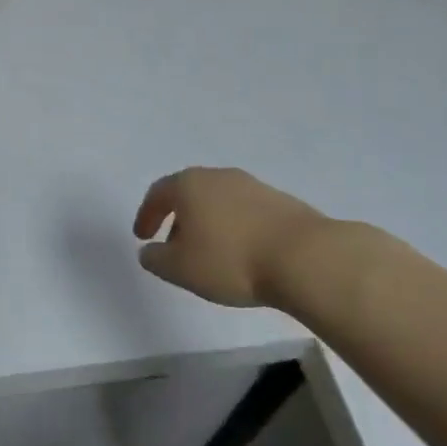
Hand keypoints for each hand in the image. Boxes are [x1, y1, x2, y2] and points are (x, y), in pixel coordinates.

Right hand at [132, 167, 341, 308]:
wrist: (305, 257)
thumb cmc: (231, 260)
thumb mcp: (180, 269)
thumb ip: (156, 259)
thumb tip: (149, 251)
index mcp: (189, 185)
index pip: (158, 193)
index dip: (146, 215)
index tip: (142, 237)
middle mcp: (218, 176)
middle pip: (189, 193)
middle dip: (178, 218)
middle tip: (173, 245)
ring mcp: (252, 186)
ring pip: (218, 201)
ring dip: (207, 223)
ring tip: (209, 253)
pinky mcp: (281, 201)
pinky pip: (245, 212)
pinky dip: (234, 227)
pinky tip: (241, 253)